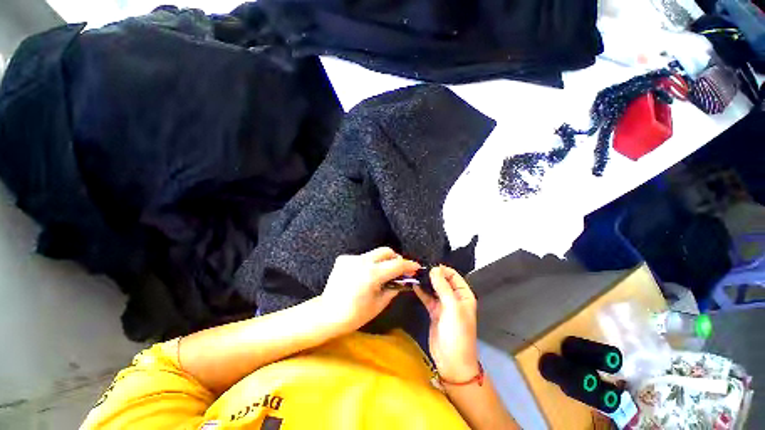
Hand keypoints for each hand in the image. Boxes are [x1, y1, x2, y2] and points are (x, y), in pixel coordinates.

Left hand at [321, 247, 419, 331]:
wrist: (327, 314)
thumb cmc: (355, 314)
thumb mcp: (379, 304)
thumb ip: (394, 288)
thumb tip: (403, 280)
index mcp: (372, 274)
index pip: (396, 265)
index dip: (409, 265)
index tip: (416, 266)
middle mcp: (362, 261)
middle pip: (386, 251)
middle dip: (395, 258)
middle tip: (399, 269)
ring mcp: (351, 258)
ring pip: (374, 254)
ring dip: (382, 261)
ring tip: (381, 274)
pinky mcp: (343, 258)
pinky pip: (362, 257)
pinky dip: (368, 264)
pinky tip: (364, 275)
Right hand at [414, 266, 478, 381]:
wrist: (452, 361)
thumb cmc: (457, 333)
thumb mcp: (452, 307)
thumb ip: (442, 286)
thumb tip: (434, 268)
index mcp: (464, 295)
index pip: (453, 275)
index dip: (442, 269)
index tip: (428, 265)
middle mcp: (454, 298)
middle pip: (443, 280)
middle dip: (432, 274)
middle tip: (418, 268)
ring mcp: (443, 305)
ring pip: (434, 288)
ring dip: (426, 282)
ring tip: (414, 274)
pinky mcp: (434, 311)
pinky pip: (427, 298)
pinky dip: (421, 291)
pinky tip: (413, 285)